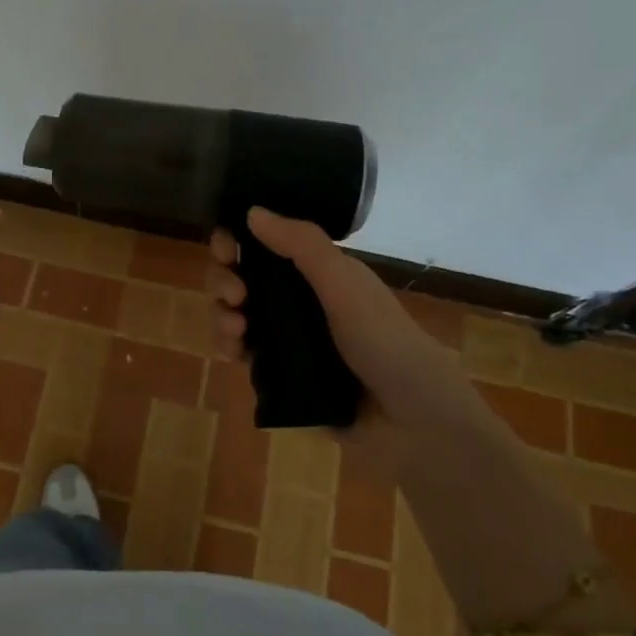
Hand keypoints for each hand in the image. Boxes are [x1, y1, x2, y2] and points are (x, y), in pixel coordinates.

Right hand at [209, 207, 480, 478]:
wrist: (414, 424)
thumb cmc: (385, 343)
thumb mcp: (345, 285)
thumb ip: (302, 246)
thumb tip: (252, 211)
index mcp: (319, 272)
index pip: (265, 245)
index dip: (237, 241)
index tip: (225, 249)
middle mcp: (300, 300)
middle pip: (243, 278)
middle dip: (225, 280)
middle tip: (235, 297)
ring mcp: (289, 339)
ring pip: (237, 315)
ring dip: (221, 315)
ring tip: (235, 330)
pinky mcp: (280, 375)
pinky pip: (242, 352)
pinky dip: (229, 346)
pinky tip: (232, 352)